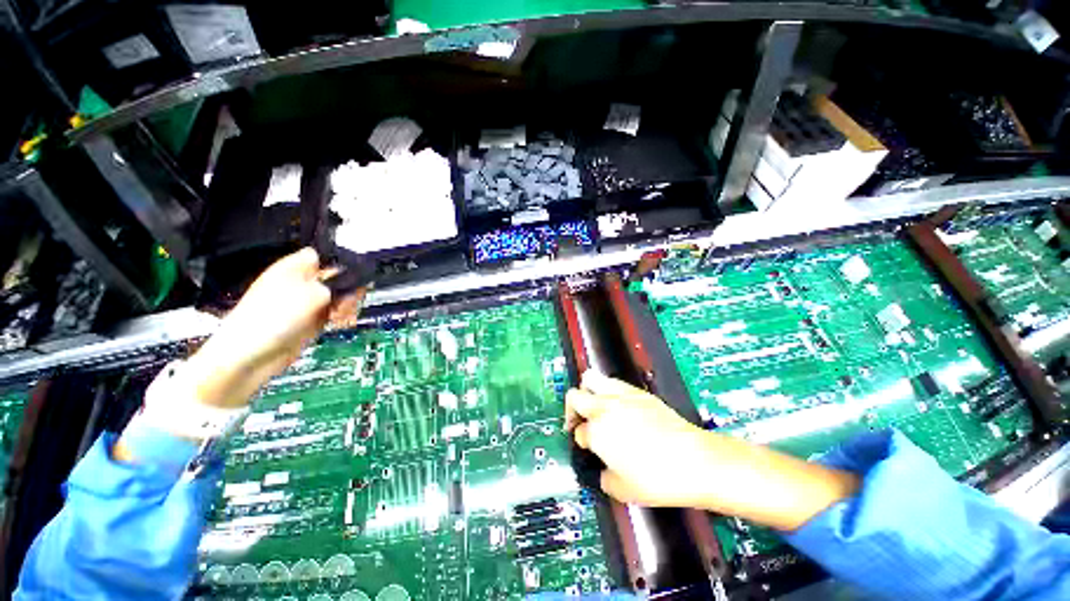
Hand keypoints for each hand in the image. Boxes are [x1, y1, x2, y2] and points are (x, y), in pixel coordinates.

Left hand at [185, 248, 366, 407]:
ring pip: (341, 296)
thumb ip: (338, 284)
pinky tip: (341, 322)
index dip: (343, 261)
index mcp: (295, 267)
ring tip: (342, 315)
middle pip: (339, 277)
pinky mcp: (312, 320)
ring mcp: (307, 302)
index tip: (357, 274)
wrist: (251, 355)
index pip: (325, 254)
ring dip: (348, 305)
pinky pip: (336, 312)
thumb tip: (356, 281)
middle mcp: (302, 282)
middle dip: (350, 288)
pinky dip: (342, 317)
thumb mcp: (313, 294)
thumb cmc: (273, 317)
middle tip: (349, 299)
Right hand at [566, 371, 859, 530]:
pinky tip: (618, 405)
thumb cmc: (658, 479)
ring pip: (591, 379)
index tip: (588, 447)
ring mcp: (621, 396)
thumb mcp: (623, 490)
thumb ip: (604, 476)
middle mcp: (604, 407)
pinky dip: (608, 390)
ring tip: (595, 406)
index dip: (580, 440)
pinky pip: (613, 382)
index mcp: (597, 431)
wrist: (695, 460)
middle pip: (575, 396)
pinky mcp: (638, 391)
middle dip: (572, 410)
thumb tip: (603, 468)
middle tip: (580, 422)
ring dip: (587, 392)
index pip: (577, 431)